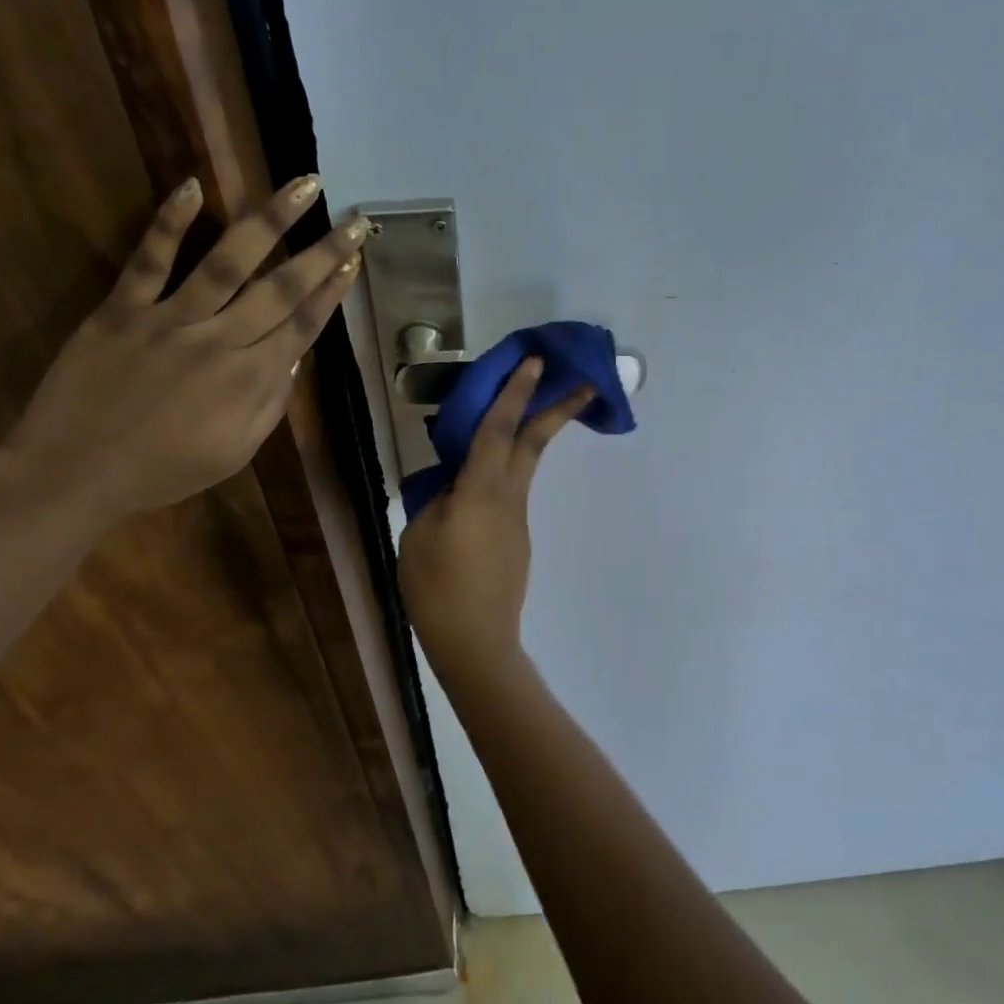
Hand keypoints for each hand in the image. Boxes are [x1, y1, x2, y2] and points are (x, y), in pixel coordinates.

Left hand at [2, 174, 365, 524]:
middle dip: (322, 252)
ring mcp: (169, 319)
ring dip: (270, 221)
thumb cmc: (163, 471)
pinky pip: (150, 260)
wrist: (75, 473)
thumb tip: (292, 358)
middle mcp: (220, 340)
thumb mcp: (235, 453)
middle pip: (281, 288)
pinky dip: (170, 222)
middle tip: (353, 221)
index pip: (303, 325)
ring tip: (302, 186)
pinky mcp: (122, 309)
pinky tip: (193, 186)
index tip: (352, 260)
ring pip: (228, 261)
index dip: (332, 291)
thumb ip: (270, 404)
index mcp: (249, 380)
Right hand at [399, 359, 592, 676]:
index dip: (515, 392)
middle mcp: (509, 498)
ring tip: (509, 421)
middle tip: (584, 383)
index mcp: (481, 491)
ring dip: (526, 438)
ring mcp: (517, 520)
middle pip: (534, 443)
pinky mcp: (517, 540)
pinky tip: (474, 491)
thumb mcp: (419, 535)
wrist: (476, 641)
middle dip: (558, 409)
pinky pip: (509, 494)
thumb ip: (436, 499)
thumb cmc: (438, 587)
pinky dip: (501, 475)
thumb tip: (452, 485)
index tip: (535, 362)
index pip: (499, 429)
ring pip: (523, 467)